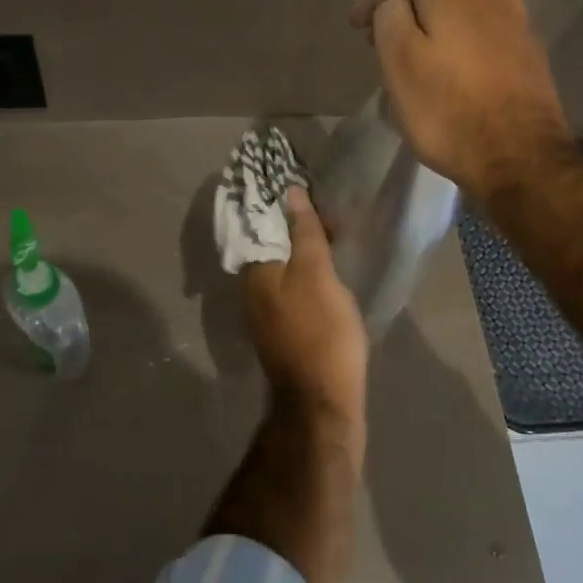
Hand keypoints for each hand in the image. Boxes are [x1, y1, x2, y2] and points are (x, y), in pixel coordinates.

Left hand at [240, 188, 367, 426]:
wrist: (322, 402)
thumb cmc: (321, 332)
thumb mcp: (317, 274)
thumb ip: (304, 233)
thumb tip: (290, 192)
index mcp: (255, 270)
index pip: (259, 221)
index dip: (278, 200)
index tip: (300, 179)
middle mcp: (252, 288)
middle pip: (270, 243)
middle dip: (291, 221)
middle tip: (323, 202)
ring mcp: (267, 311)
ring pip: (282, 265)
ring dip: (300, 245)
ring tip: (330, 227)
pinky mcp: (284, 328)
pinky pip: (291, 285)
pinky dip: (306, 269)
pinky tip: (326, 266)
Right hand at [351, 0, 572, 202]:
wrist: (521, 159)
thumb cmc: (447, 111)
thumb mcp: (399, 62)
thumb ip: (389, 18)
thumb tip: (395, 4)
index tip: (356, 30)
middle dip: (405, 14)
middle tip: (379, 46)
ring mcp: (517, 25)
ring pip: (461, 16)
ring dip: (434, 31)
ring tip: (414, 61)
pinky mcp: (530, 55)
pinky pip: (482, 39)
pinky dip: (459, 48)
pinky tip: (451, 75)